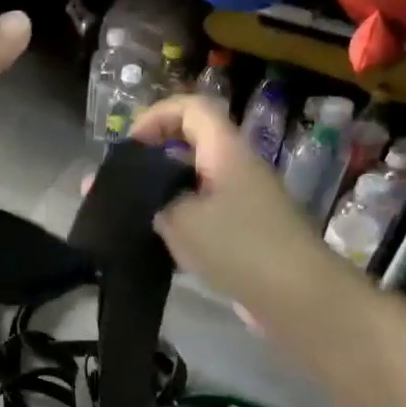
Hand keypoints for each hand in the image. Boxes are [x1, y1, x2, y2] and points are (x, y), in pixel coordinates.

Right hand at [127, 95, 325, 313]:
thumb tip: (106, 187)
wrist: (299, 298)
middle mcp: (237, 169)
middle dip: (151, 162)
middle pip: (189, 147)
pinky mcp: (245, 234)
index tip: (128, 147)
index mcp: (225, 151)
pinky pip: (204, 216)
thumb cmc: (239, 246)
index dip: (156, 116)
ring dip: (161, 198)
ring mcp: (244, 203)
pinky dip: (178, 225)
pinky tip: (156, 248)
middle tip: (119, 187)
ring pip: (194, 186)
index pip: (191, 108)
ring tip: (129, 220)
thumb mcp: (181, 218)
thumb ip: (143, 200)